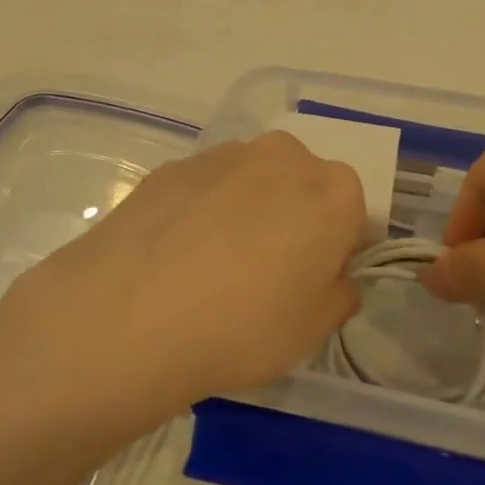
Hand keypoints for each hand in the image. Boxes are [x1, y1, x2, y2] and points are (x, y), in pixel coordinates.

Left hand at [0, 134, 367, 422]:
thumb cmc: (243, 325)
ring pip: (253, 182)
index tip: (311, 283)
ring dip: (247, 211)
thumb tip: (332, 276)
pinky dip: (202, 210)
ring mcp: (223, 155)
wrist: (130, 313)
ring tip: (212, 266)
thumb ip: (339, 294)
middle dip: (294, 220)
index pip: (353, 214)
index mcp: (333, 191)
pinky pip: (206, 187)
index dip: (335, 250)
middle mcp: (284, 157)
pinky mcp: (174, 165)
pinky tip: (176, 255)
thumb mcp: (314, 329)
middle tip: (264, 275)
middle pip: (303, 186)